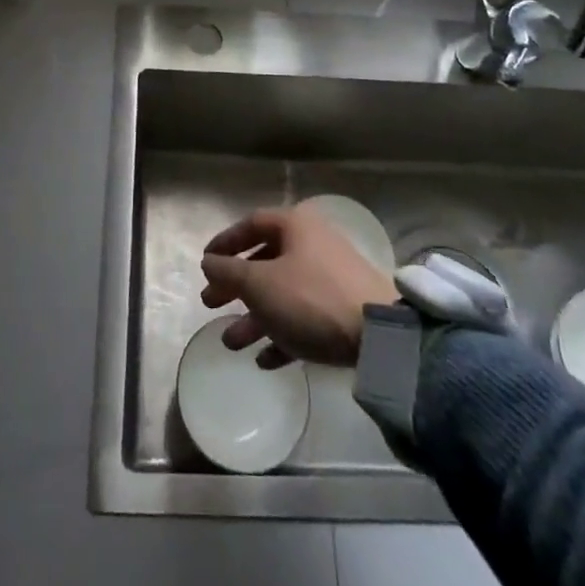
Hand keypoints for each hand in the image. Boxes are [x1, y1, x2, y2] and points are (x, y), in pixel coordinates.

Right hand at [200, 204, 398, 369]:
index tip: (205, 263)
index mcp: (296, 226)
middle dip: (235, 285)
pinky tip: (265, 361)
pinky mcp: (344, 311)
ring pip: (283, 293)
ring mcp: (331, 278)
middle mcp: (313, 244)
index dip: (225, 242)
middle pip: (265, 261)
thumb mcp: (260, 284)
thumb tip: (209, 261)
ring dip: (255, 317)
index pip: (252, 224)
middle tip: (211, 303)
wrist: (378, 336)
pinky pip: (305, 318)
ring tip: (232, 343)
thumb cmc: (311, 298)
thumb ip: (229, 272)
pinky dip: (283, 335)